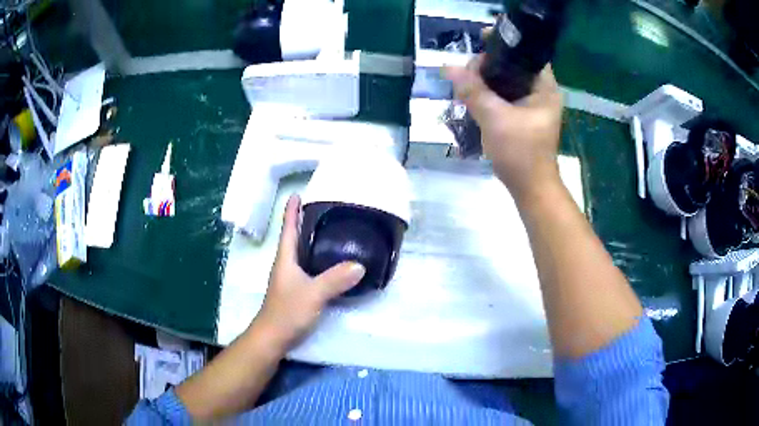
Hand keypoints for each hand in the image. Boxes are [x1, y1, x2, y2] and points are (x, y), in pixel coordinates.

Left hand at [253, 195, 365, 348]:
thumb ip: (335, 280)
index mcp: (285, 258)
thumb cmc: (287, 312)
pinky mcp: (297, 291)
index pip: (288, 228)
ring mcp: (290, 279)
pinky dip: (318, 259)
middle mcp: (286, 265)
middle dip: (305, 221)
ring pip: (302, 253)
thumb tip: (360, 264)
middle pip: (295, 237)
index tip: (297, 192)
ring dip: (312, 240)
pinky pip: (309, 268)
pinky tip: (332, 263)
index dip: (291, 210)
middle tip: (325, 208)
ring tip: (331, 231)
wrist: (273, 338)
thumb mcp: (313, 294)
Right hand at [444, 58, 563, 201]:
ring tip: (465, 83)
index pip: (526, 54)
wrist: (530, 189)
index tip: (479, 44)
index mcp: (545, 88)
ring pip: (506, 83)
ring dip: (486, 81)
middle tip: (467, 72)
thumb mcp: (495, 118)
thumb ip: (473, 90)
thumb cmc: (521, 153)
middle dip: (489, 65)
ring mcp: (533, 106)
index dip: (504, 45)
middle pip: (513, 66)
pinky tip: (473, 96)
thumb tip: (448, 67)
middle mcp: (541, 93)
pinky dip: (489, 95)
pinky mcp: (523, 117)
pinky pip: (504, 97)